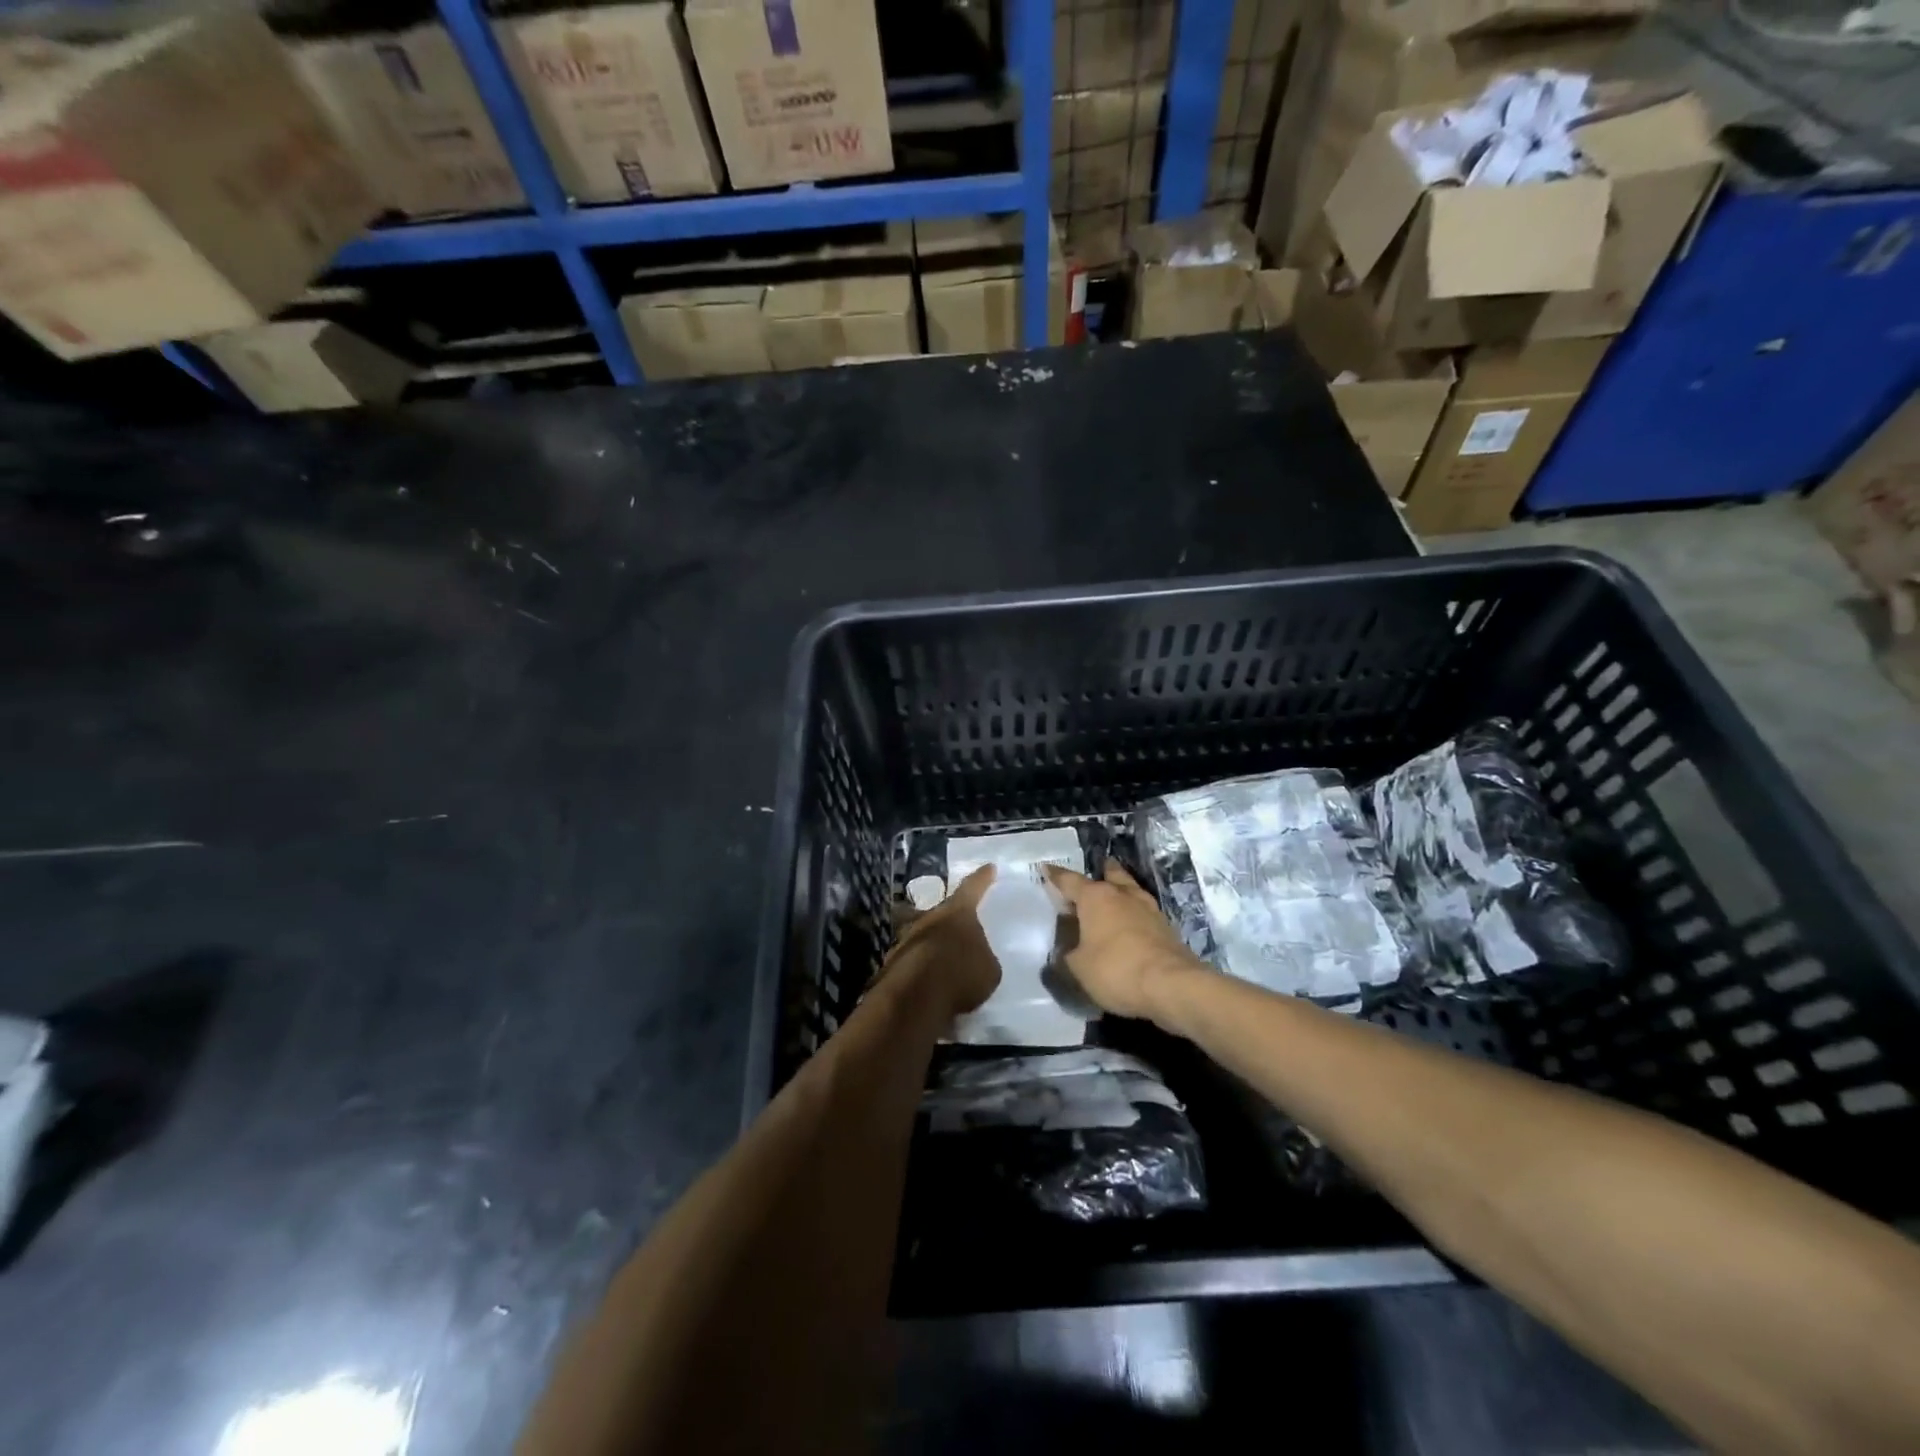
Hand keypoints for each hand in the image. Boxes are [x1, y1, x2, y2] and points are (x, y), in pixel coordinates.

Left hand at [885, 865, 1000, 1018]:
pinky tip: (927, 984)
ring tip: (940, 961)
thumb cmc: (962, 974)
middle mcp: (929, 918)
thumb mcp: (988, 968)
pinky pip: (911, 960)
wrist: (916, 998)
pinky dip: (918, 968)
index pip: (972, 888)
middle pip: (938, 911)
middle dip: (945, 917)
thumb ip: (982, 957)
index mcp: (958, 913)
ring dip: (929, 944)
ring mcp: (906, 938)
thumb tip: (974, 957)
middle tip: (953, 925)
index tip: (989, 867)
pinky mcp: (892, 962)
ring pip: (919, 934)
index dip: (982, 878)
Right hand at [1045, 861, 1207, 1022]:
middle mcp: (1123, 895)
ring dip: (1122, 893)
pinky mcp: (1167, 929)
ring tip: (1114, 898)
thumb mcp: (1078, 967)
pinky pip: (1144, 914)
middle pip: (1111, 875)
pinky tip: (1131, 926)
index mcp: (1096, 897)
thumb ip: (1069, 954)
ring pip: (1132, 892)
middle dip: (1102, 873)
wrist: (1171, 985)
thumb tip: (1070, 949)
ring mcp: (1149, 910)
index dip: (1056, 876)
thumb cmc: (1116, 969)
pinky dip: (1135, 916)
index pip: (1070, 880)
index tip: (1046, 868)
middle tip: (1096, 873)